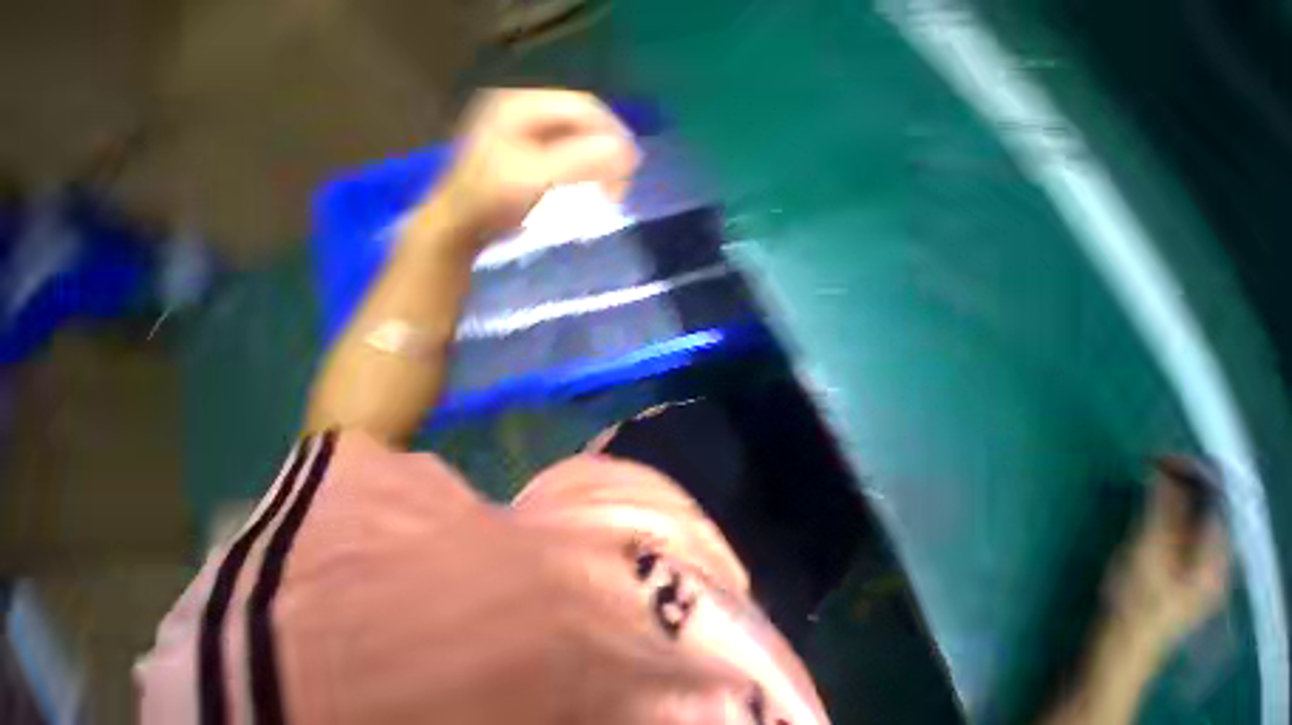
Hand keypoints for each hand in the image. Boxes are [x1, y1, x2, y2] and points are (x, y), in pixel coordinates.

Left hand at [424, 88, 639, 248]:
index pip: (581, 108)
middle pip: (579, 126)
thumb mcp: (536, 176)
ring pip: (574, 145)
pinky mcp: (526, 161)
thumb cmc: (492, 200)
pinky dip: (582, 177)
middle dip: (604, 154)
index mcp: (521, 106)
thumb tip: (626, 151)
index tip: (631, 165)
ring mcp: (523, 137)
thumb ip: (580, 161)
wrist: (460, 228)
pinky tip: (589, 194)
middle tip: (619, 186)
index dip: (611, 133)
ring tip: (608, 194)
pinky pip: (565, 162)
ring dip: (596, 168)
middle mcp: (523, 114)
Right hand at [1105, 458, 1230, 650]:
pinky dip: (1176, 511)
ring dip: (1181, 494)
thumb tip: (1165, 473)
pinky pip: (1191, 530)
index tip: (1165, 456)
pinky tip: (1157, 507)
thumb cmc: (1135, 600)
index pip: (1221, 502)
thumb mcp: (1144, 554)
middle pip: (1214, 509)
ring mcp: (1204, 567)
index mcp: (1216, 557)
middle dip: (1189, 481)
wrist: (1125, 643)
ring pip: (1202, 519)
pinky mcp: (1188, 571)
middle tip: (1154, 463)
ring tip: (1153, 477)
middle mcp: (1219, 559)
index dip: (1199, 474)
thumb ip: (1160, 514)